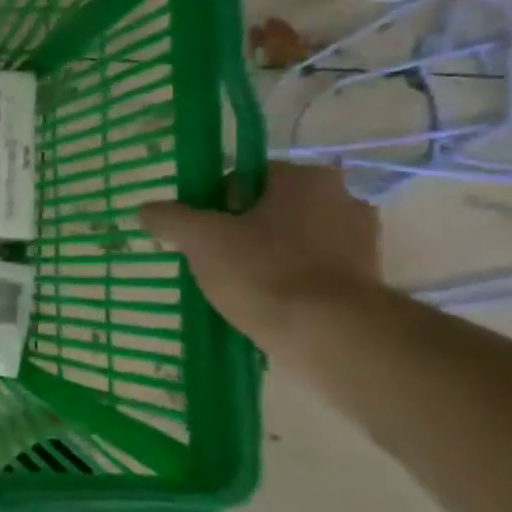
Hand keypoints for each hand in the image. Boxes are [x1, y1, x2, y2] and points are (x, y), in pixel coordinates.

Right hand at [141, 162, 380, 347]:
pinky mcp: (365, 281)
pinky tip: (265, 302)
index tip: (199, 231)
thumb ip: (170, 218)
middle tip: (212, 258)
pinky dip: (288, 281)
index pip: (246, 176)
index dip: (213, 201)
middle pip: (270, 208)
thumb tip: (145, 210)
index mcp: (306, 178)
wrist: (331, 336)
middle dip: (240, 229)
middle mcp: (342, 199)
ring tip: (235, 286)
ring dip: (264, 256)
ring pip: (291, 240)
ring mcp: (361, 242)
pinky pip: (312, 271)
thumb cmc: (264, 272)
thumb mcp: (201, 240)